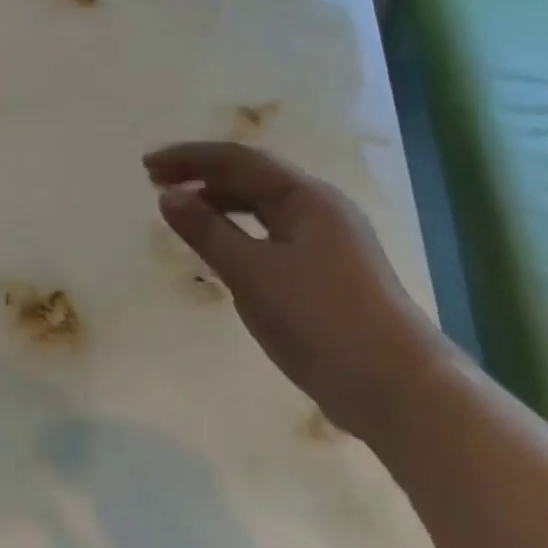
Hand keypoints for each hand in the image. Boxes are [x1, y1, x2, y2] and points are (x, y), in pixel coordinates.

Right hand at [144, 142, 449, 439]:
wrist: (400, 389)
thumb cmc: (321, 321)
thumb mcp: (253, 273)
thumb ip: (207, 231)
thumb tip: (169, 196)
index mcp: (306, 197)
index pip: (237, 160)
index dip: (189, 158)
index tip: (147, 166)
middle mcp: (320, 208)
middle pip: (252, 177)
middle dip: (203, 176)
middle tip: (158, 183)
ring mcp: (330, 241)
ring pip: (265, 207)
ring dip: (222, 203)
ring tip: (184, 212)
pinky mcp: (331, 273)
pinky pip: (275, 235)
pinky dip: (242, 232)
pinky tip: (224, 250)